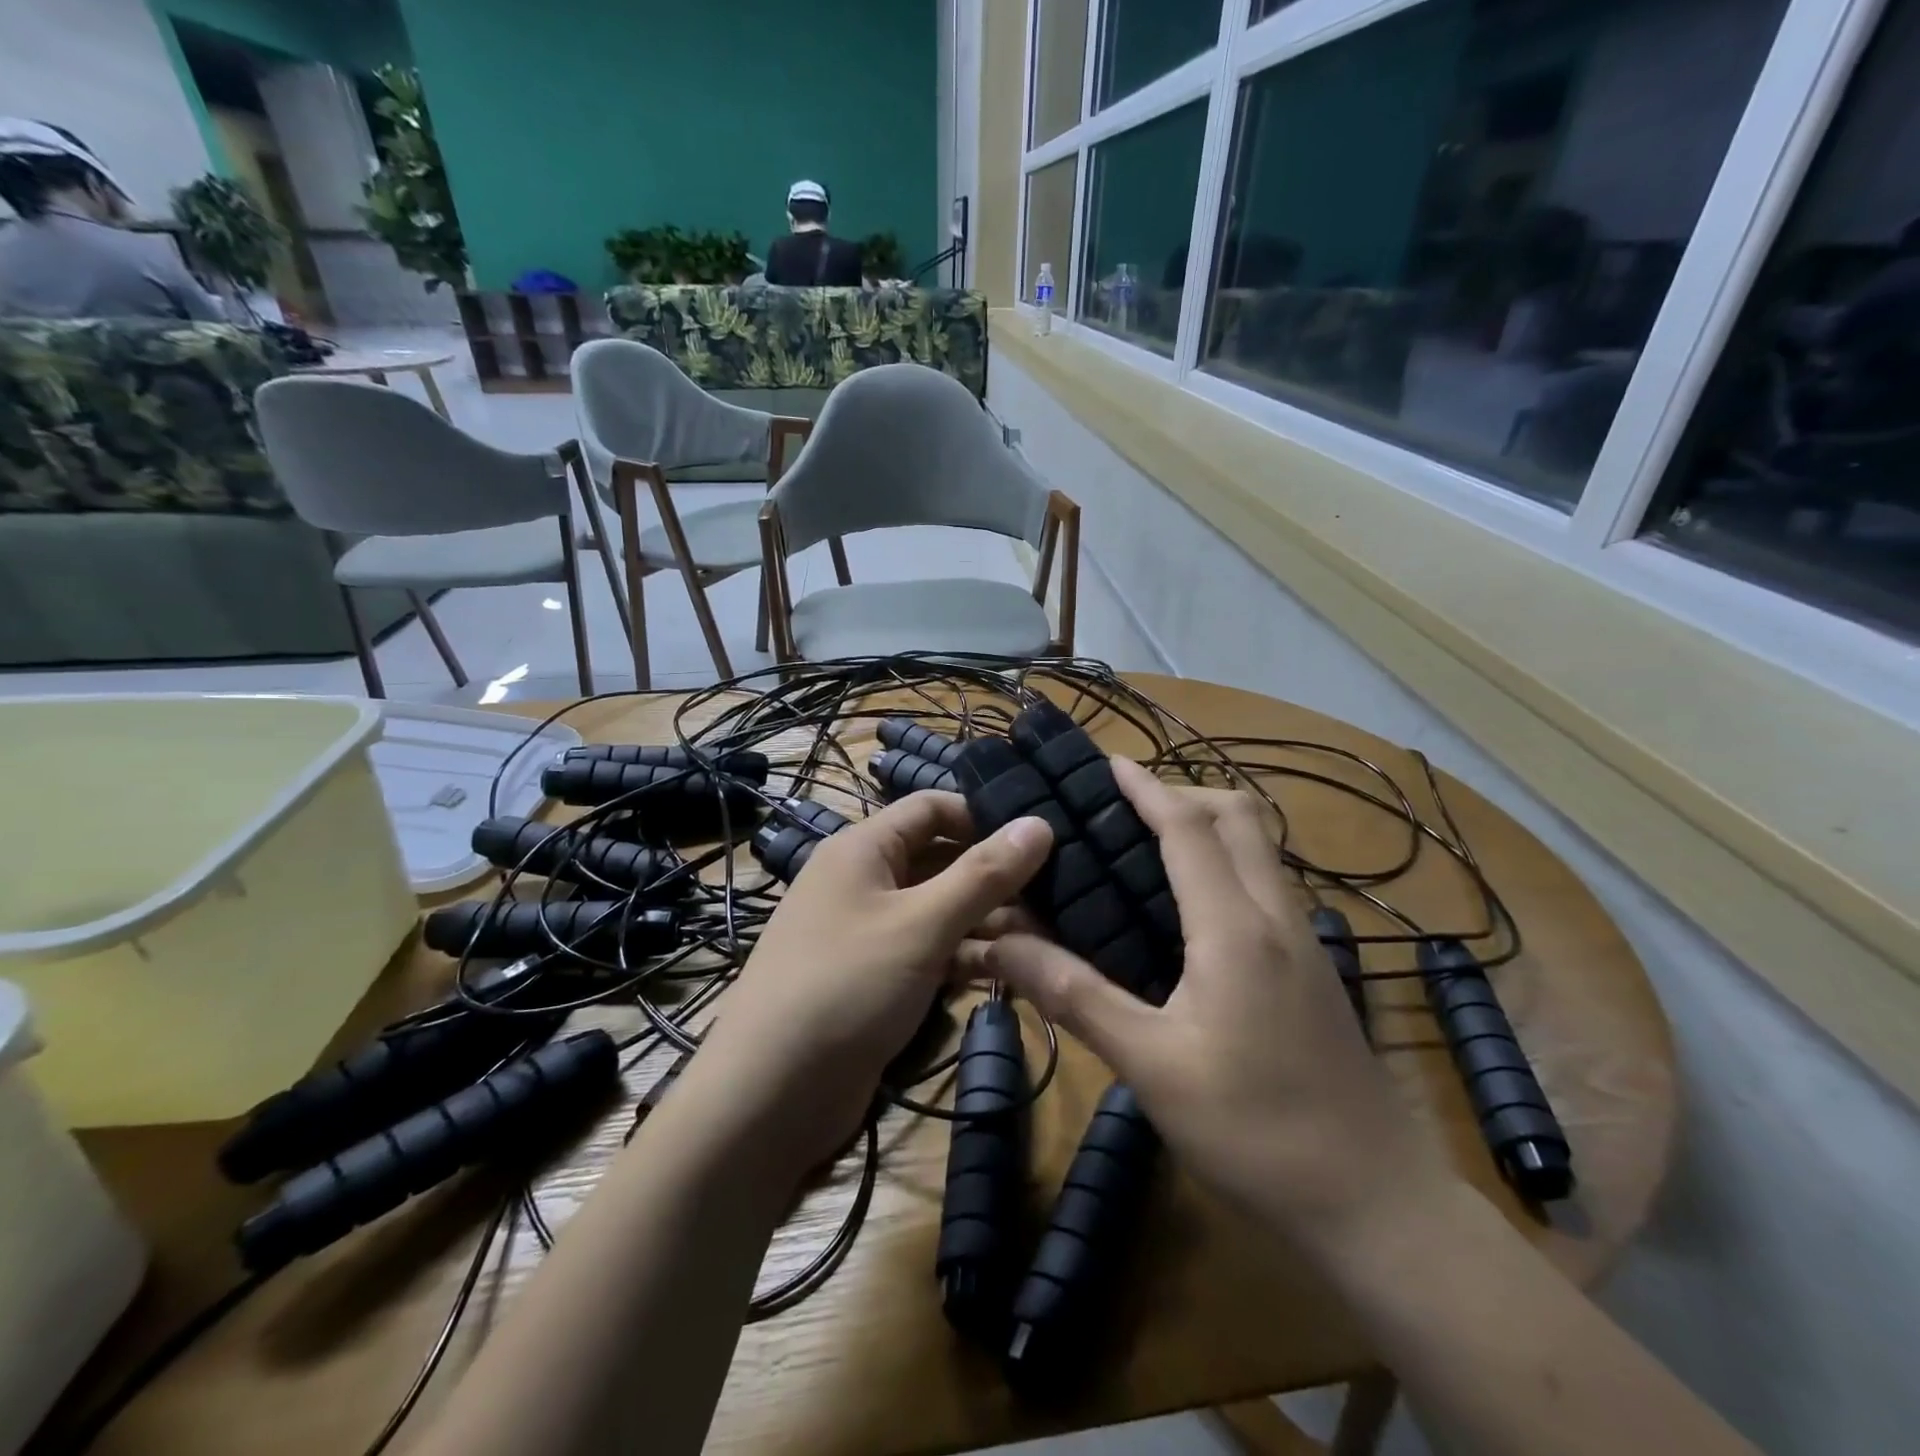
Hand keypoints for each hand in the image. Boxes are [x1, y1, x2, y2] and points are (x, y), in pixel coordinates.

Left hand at [684, 793, 1051, 1179]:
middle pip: (938, 859)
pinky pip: (928, 952)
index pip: (931, 807)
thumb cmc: (847, 986)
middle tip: (1057, 892)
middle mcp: (864, 882)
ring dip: (985, 921)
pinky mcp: (875, 979)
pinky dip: (962, 957)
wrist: (768, 1095)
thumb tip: (1039, 823)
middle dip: (992, 876)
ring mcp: (868, 933)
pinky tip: (1007, 973)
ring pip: (938, 910)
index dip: (982, 816)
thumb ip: (983, 874)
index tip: (1038, 838)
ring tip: (1046, 936)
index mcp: (863, 849)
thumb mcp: (922, 924)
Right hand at [971, 758, 1450, 1261]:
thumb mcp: (1150, 1065)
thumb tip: (1001, 944)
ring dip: (1208, 825)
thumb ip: (1074, 995)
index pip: (1189, 828)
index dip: (1148, 787)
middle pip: (1240, 818)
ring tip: (1146, 844)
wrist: (1375, 1204)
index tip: (1108, 763)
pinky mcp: (1313, 968)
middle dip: (1183, 793)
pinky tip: (1188, 908)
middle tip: (1123, 807)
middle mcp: (1277, 916)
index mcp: (1236, 927)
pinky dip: (1225, 863)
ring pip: (1260, 848)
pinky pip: (1266, 884)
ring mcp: (1304, 941)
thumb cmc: (1254, 1131)